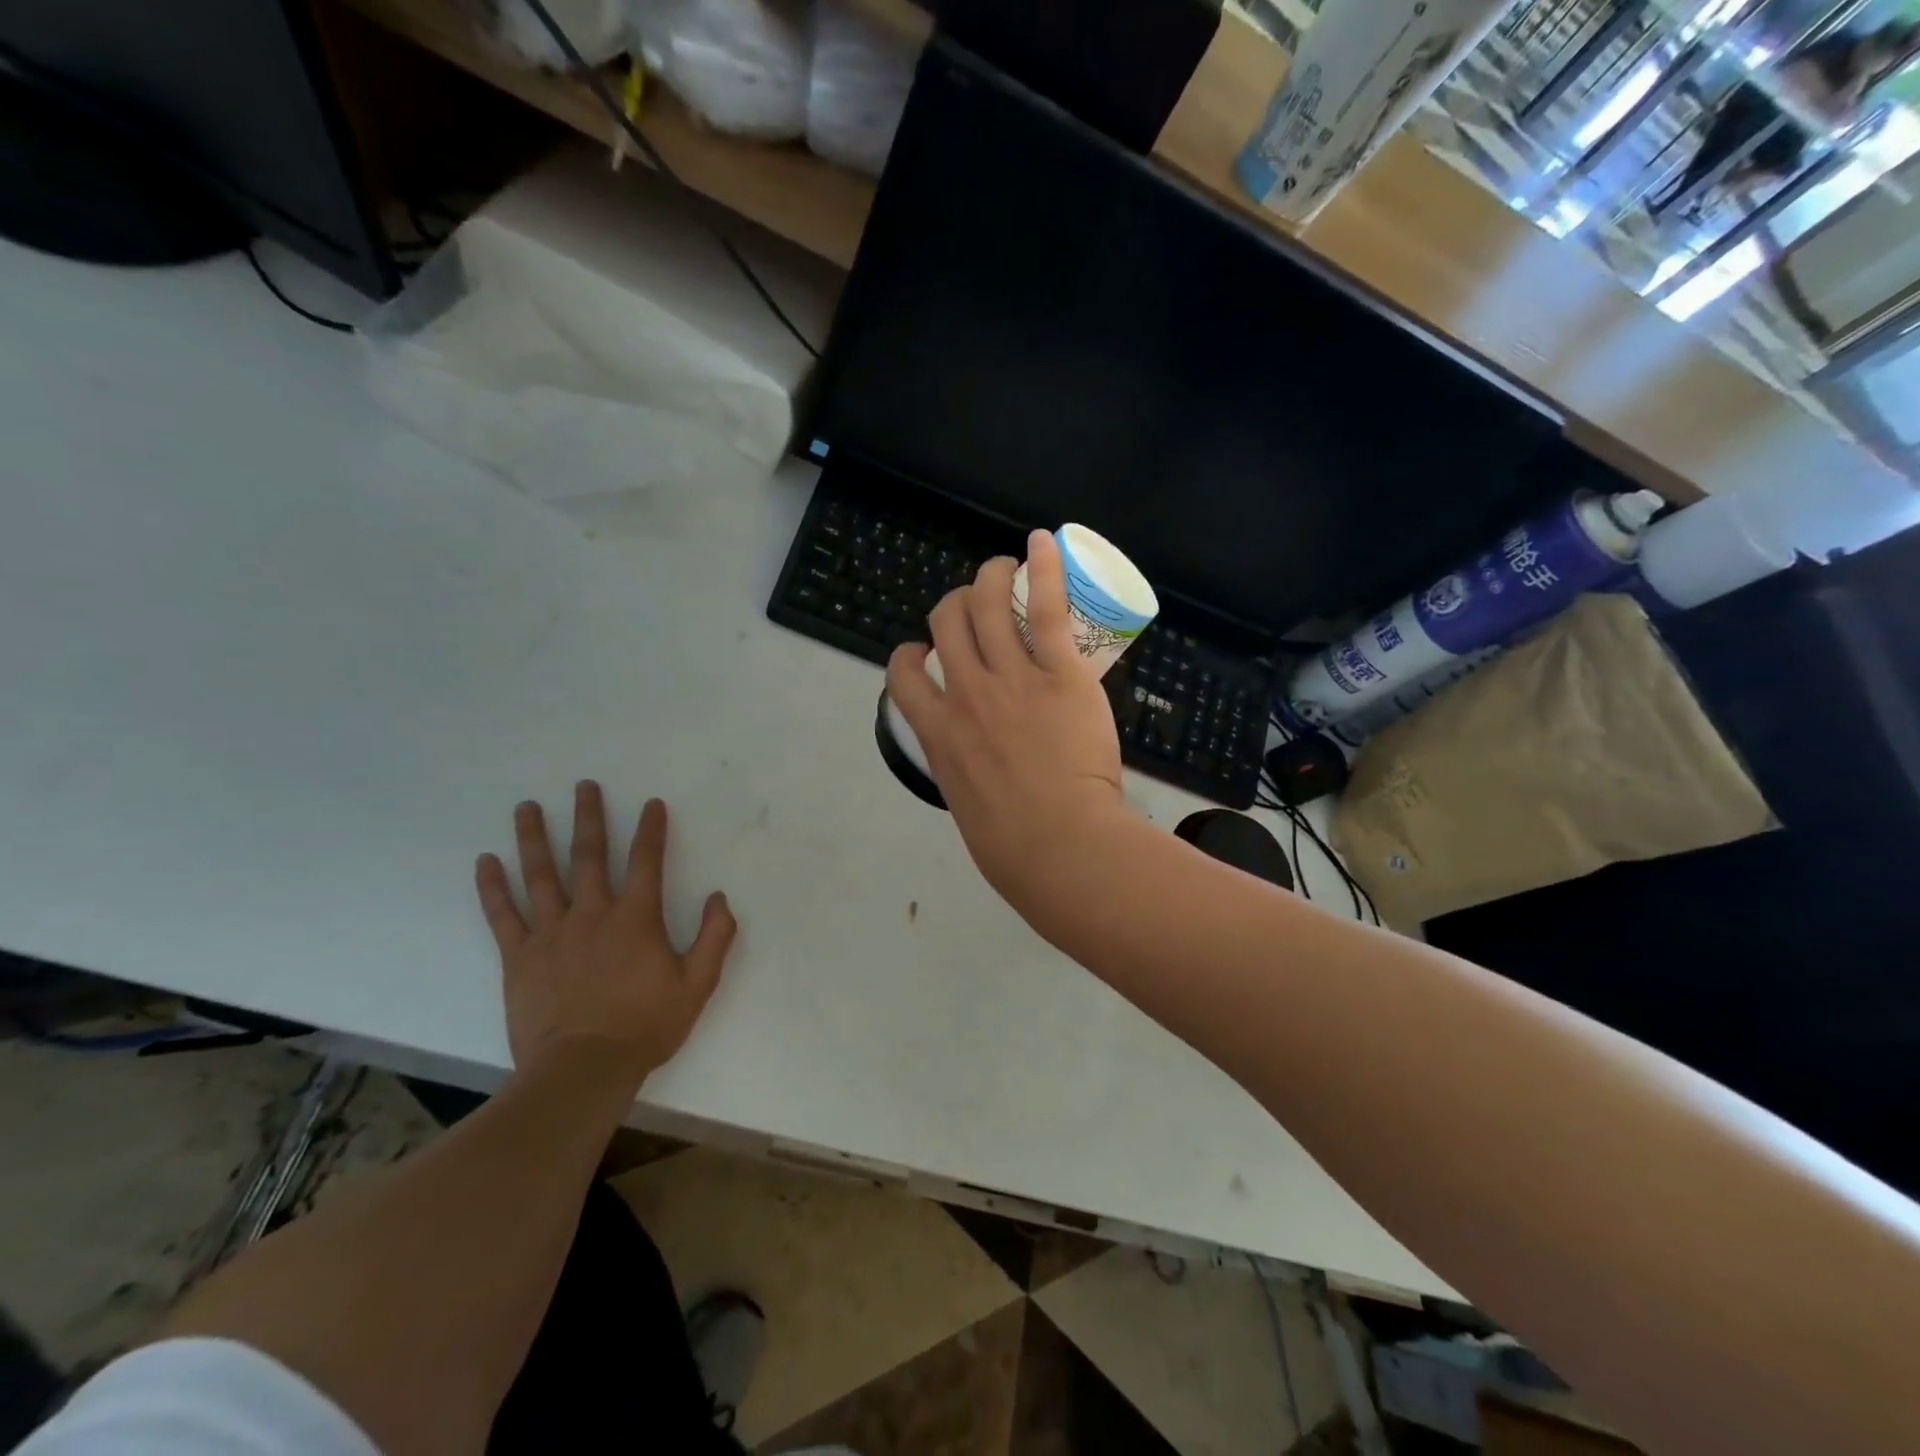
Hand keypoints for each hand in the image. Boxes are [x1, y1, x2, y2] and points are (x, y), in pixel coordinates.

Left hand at [475, 784, 737, 1091]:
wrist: (583, 1070)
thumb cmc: (645, 1026)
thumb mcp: (697, 985)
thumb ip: (713, 938)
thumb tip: (718, 898)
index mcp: (636, 919)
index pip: (647, 861)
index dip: (651, 830)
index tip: (651, 804)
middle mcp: (592, 914)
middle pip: (590, 855)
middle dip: (590, 817)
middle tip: (583, 786)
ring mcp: (551, 933)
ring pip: (541, 874)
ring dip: (535, 837)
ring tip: (527, 807)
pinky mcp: (519, 956)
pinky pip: (503, 914)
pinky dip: (493, 886)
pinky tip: (485, 861)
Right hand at [885, 529, 1127, 907]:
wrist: (1061, 849)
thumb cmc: (1015, 849)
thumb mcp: (967, 808)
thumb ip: (965, 775)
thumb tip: (977, 771)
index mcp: (938, 735)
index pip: (903, 676)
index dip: (909, 653)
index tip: (925, 652)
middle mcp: (966, 696)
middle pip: (945, 623)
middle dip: (955, 604)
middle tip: (977, 603)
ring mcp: (1010, 680)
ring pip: (986, 604)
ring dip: (990, 577)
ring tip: (1003, 569)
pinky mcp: (1058, 674)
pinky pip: (1045, 608)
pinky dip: (1042, 569)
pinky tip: (1040, 543)